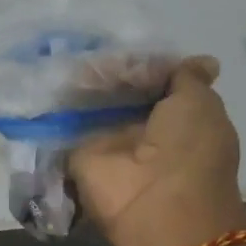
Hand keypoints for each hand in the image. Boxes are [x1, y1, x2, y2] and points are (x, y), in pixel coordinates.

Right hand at [69, 55, 245, 245]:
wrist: (157, 205)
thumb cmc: (190, 151)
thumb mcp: (200, 104)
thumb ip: (187, 80)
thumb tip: (203, 60)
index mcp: (177, 118)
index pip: (153, 84)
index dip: (140, 64)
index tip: (124, 43)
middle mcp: (142, 131)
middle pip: (119, 93)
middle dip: (106, 71)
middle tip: (86, 41)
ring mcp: (108, 144)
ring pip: (91, 107)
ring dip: (80, 85)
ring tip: (61, 51)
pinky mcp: (78, 156)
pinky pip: (64, 127)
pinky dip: (54, 108)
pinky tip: (43, 78)